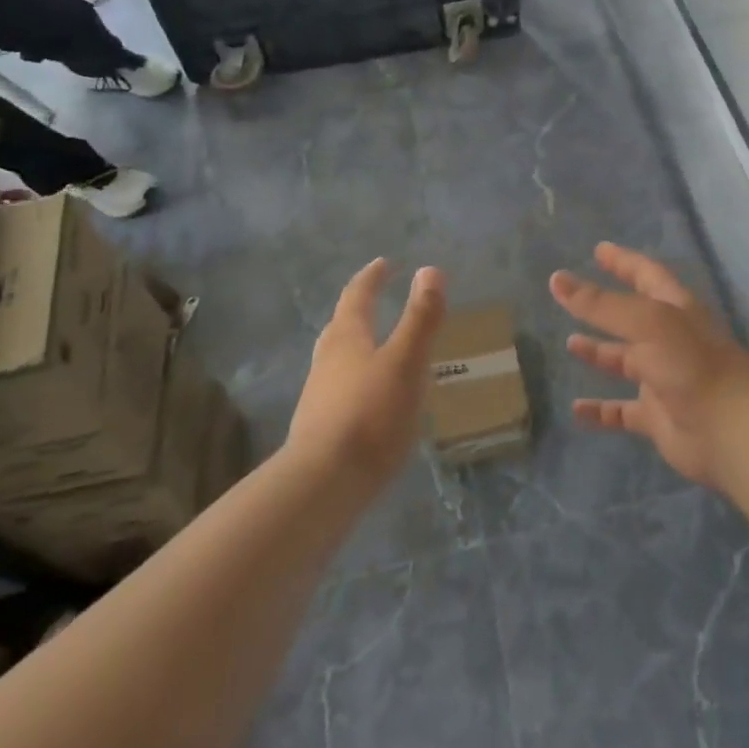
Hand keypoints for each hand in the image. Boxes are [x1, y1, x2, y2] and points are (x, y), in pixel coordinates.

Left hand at [286, 259, 446, 487]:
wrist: (323, 483)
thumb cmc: (370, 414)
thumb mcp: (406, 362)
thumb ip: (420, 318)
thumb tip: (429, 270)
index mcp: (347, 338)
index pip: (357, 296)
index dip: (372, 277)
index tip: (384, 263)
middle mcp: (327, 360)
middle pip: (341, 326)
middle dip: (358, 309)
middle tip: (374, 299)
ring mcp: (319, 396)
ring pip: (337, 359)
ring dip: (356, 346)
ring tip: (377, 347)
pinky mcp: (320, 428)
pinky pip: (340, 390)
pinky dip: (357, 380)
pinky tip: (371, 399)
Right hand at [552, 242, 748, 489]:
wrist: (732, 431)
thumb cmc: (692, 364)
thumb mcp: (647, 323)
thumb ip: (601, 304)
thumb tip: (556, 280)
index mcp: (675, 309)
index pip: (647, 275)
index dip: (624, 261)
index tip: (599, 250)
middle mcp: (669, 340)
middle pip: (632, 318)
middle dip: (605, 307)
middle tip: (572, 297)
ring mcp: (664, 379)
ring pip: (625, 361)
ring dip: (599, 353)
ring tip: (569, 344)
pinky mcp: (658, 417)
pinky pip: (622, 412)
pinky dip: (600, 410)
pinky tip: (576, 409)